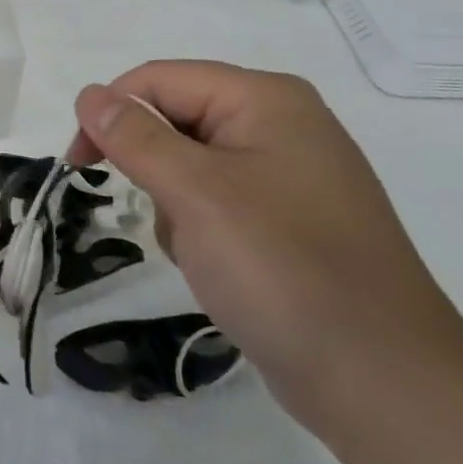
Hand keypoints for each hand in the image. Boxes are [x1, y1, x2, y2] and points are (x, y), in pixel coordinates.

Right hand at [67, 62, 462, 444]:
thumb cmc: (282, 269)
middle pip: (178, 120)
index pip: (160, 79)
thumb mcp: (195, 193)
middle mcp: (282, 125)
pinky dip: (202, 230)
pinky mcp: (291, 222)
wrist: (384, 384)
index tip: (79, 165)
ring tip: (203, 252)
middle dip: (154, 170)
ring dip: (176, 206)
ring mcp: (291, 176)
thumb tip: (90, 94)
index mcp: (266, 100)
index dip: (111, 113)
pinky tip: (221, 270)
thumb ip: (134, 136)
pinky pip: (219, 203)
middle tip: (162, 215)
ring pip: (192, 166)